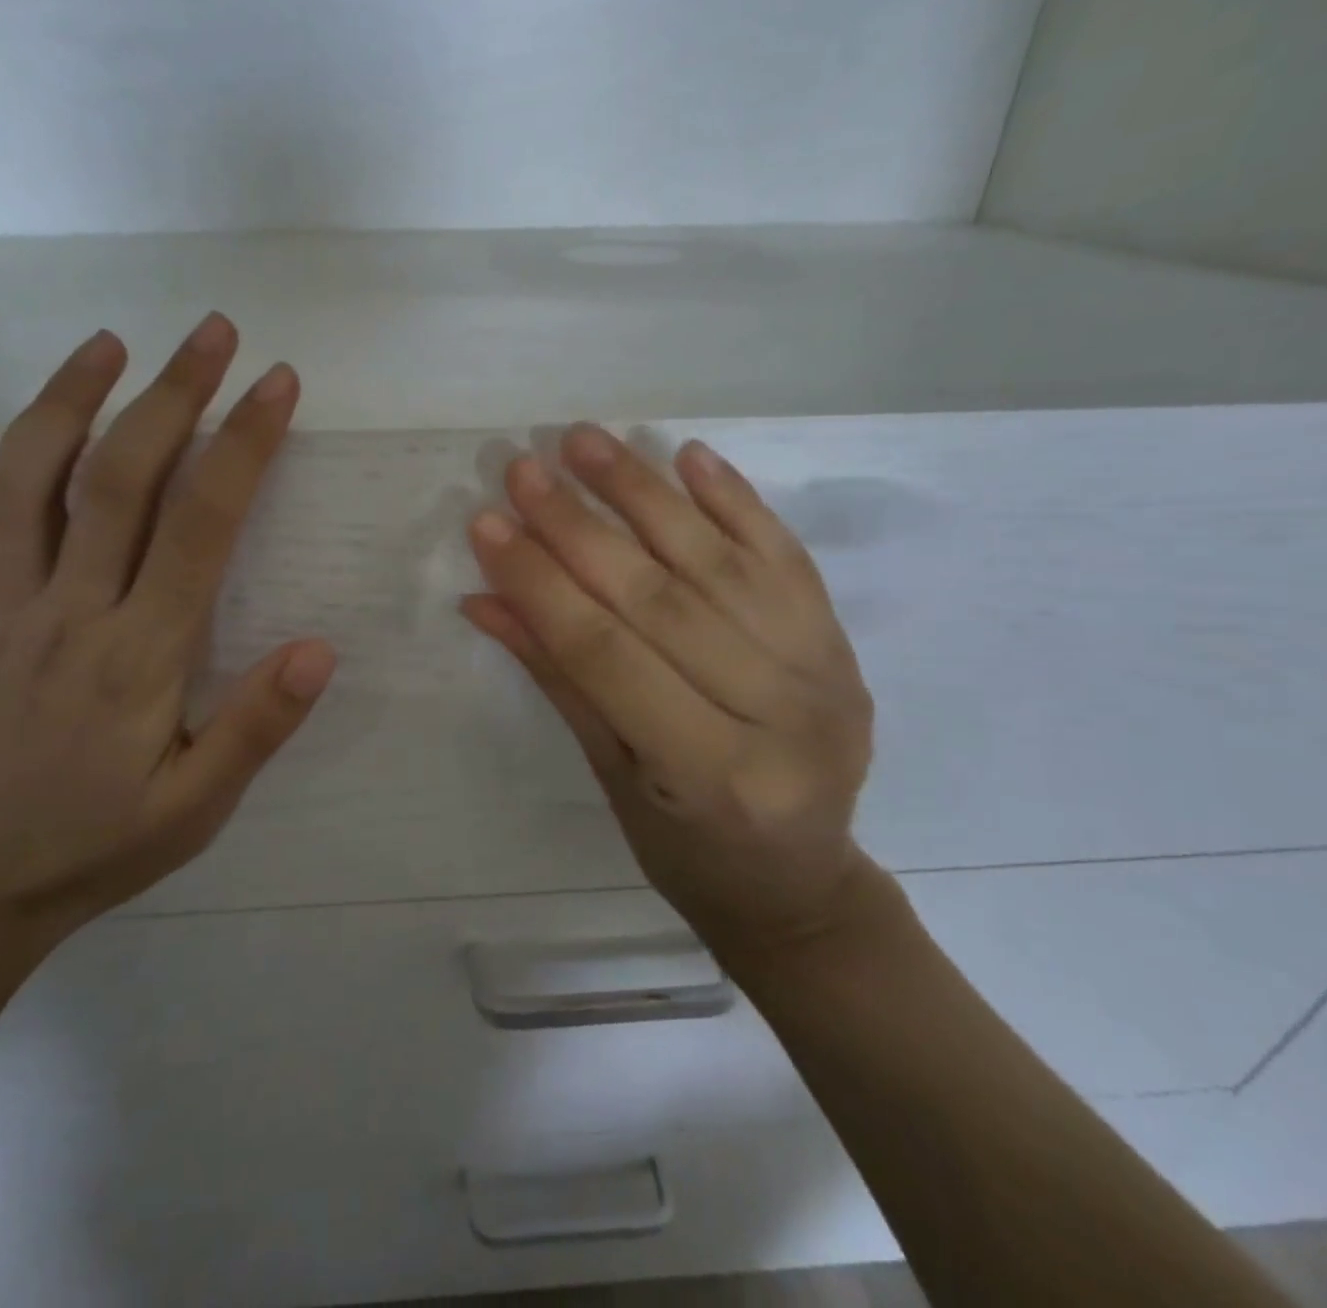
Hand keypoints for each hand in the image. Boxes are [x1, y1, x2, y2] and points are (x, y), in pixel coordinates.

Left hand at [0, 316, 335, 948]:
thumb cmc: (98, 845)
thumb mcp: (197, 806)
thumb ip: (256, 726)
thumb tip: (319, 648)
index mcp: (139, 653)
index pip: (200, 524)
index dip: (242, 445)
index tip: (275, 384)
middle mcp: (68, 611)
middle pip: (118, 478)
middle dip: (172, 395)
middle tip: (213, 331)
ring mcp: (0, 608)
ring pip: (25, 481)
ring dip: (67, 399)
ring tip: (110, 342)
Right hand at [463, 425, 876, 950]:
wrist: (799, 885)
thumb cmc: (686, 851)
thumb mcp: (611, 776)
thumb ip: (557, 678)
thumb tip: (486, 599)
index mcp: (711, 773)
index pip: (605, 653)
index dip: (540, 584)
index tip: (488, 524)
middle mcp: (778, 714)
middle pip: (660, 597)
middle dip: (579, 527)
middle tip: (523, 469)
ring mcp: (823, 671)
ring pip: (719, 561)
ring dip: (645, 492)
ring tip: (586, 441)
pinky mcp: (840, 641)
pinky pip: (784, 555)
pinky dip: (735, 499)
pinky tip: (688, 455)